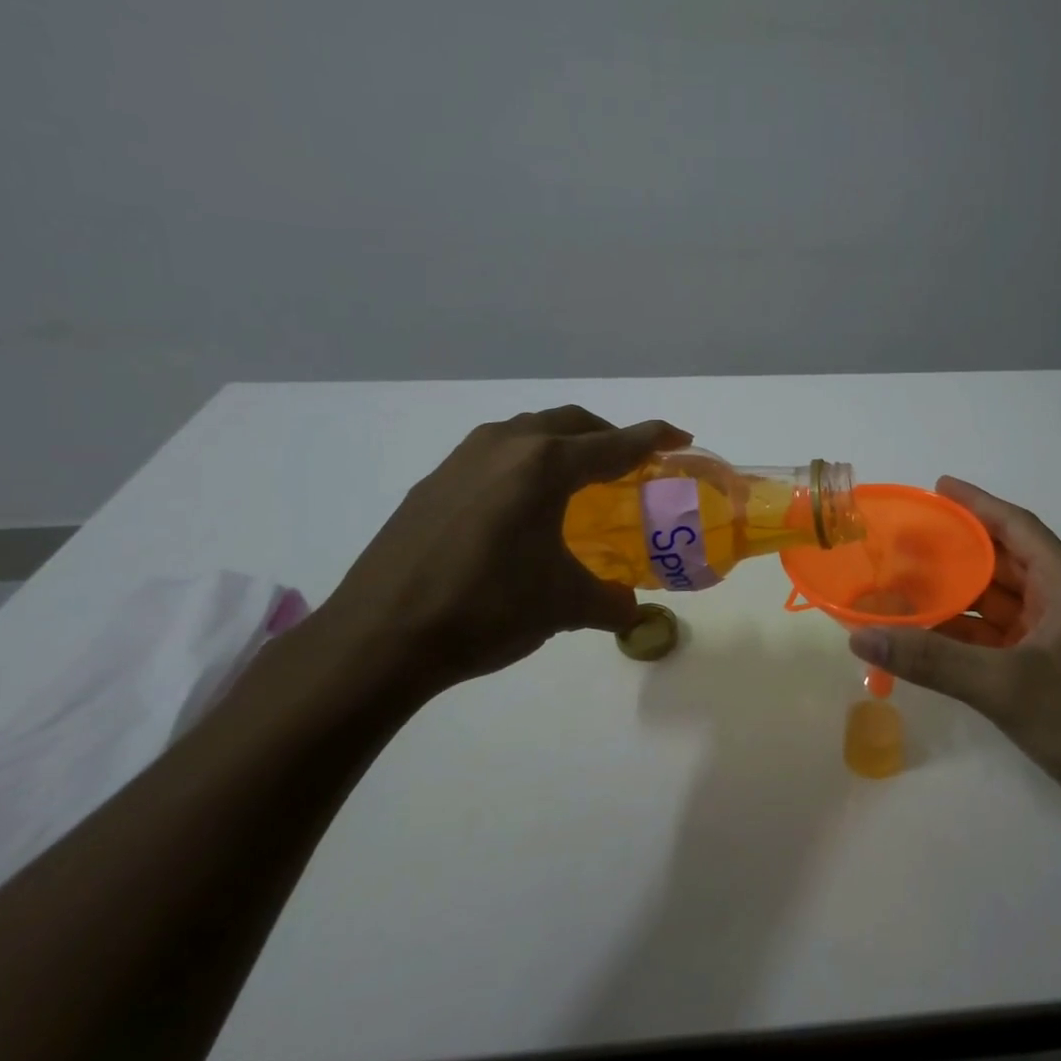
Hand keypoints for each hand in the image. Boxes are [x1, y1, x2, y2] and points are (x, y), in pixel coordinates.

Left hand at [314, 406, 689, 699]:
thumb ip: (610, 602)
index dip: (653, 438)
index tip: (680, 437)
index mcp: (545, 465)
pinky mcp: (433, 482)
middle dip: (607, 435)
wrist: (380, 636)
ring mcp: (462, 460)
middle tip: (630, 461)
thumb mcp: (563, 606)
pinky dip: (523, 463)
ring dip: (560, 444)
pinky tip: (520, 504)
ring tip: (576, 478)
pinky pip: (494, 454)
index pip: (614, 443)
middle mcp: (505, 446)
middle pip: (570, 423)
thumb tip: (631, 611)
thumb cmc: (488, 609)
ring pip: (527, 432)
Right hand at [848, 477, 1060, 831]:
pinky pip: (996, 640)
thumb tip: (863, 638)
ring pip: (996, 605)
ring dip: (956, 596)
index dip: (977, 504)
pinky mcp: (1046, 673)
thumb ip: (932, 660)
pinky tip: (925, 636)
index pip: (1017, 527)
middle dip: (956, 551)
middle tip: (905, 540)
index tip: (938, 487)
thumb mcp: (1006, 686)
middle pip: (1002, 563)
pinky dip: (963, 636)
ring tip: (904, 583)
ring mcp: (1055, 640)